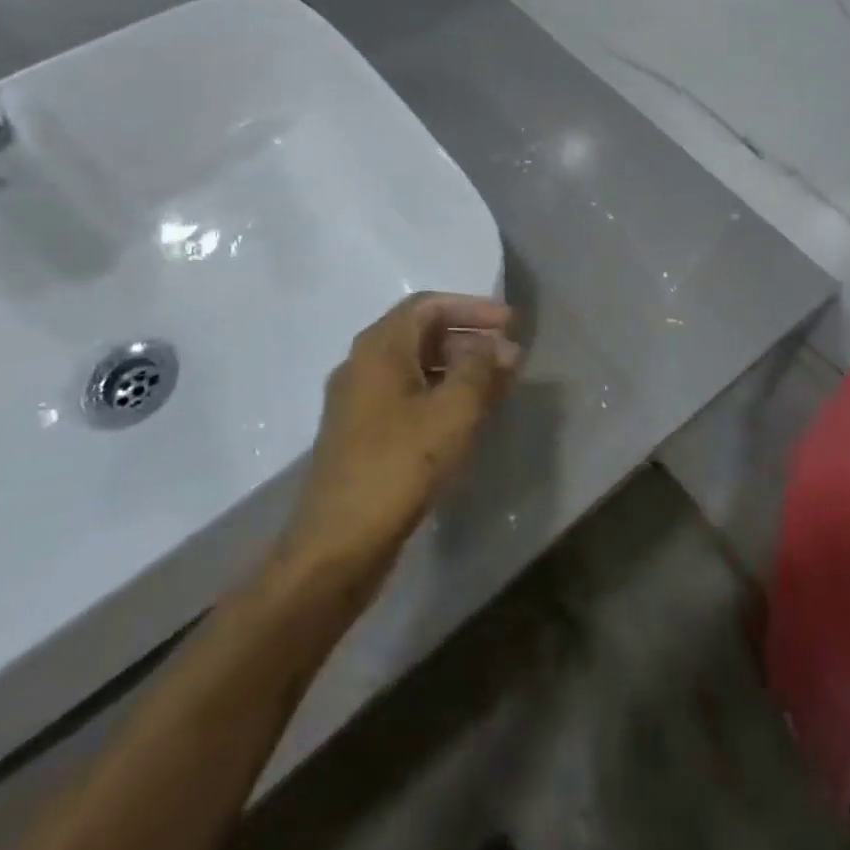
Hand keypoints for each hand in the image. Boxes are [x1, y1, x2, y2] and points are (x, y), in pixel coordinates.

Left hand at [287, 293, 519, 567]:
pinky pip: (407, 396)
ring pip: (415, 368)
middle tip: (510, 357)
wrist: (338, 543)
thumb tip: (499, 346)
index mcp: (379, 347)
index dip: (474, 308)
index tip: (511, 323)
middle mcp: (362, 364)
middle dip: (469, 339)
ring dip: (458, 369)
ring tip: (497, 386)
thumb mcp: (454, 411)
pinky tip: (466, 418)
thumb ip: (481, 369)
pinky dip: (440, 395)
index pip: (430, 305)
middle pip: (421, 334)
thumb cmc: (401, 465)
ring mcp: (357, 402)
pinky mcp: (360, 435)